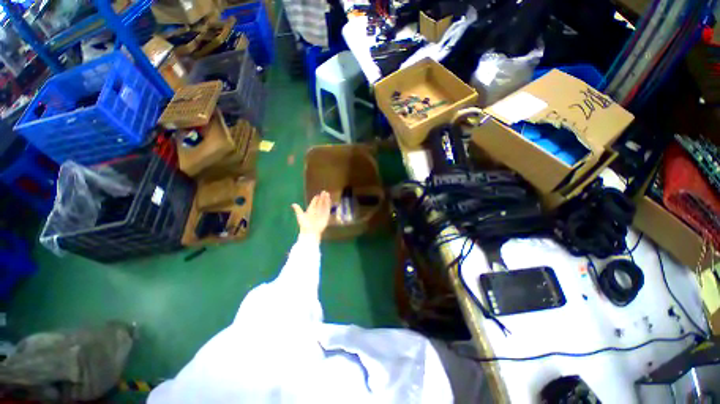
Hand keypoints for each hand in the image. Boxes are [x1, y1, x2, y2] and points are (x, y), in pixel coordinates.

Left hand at [292, 191, 330, 241]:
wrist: (310, 232)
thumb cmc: (304, 225)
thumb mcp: (300, 216)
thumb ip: (298, 209)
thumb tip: (293, 204)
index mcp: (310, 210)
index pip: (313, 203)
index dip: (315, 199)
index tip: (317, 195)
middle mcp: (316, 211)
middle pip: (320, 203)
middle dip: (322, 197)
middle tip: (324, 192)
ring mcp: (321, 213)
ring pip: (324, 205)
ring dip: (326, 199)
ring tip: (327, 194)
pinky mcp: (326, 216)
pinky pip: (327, 209)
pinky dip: (328, 204)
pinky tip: (329, 200)